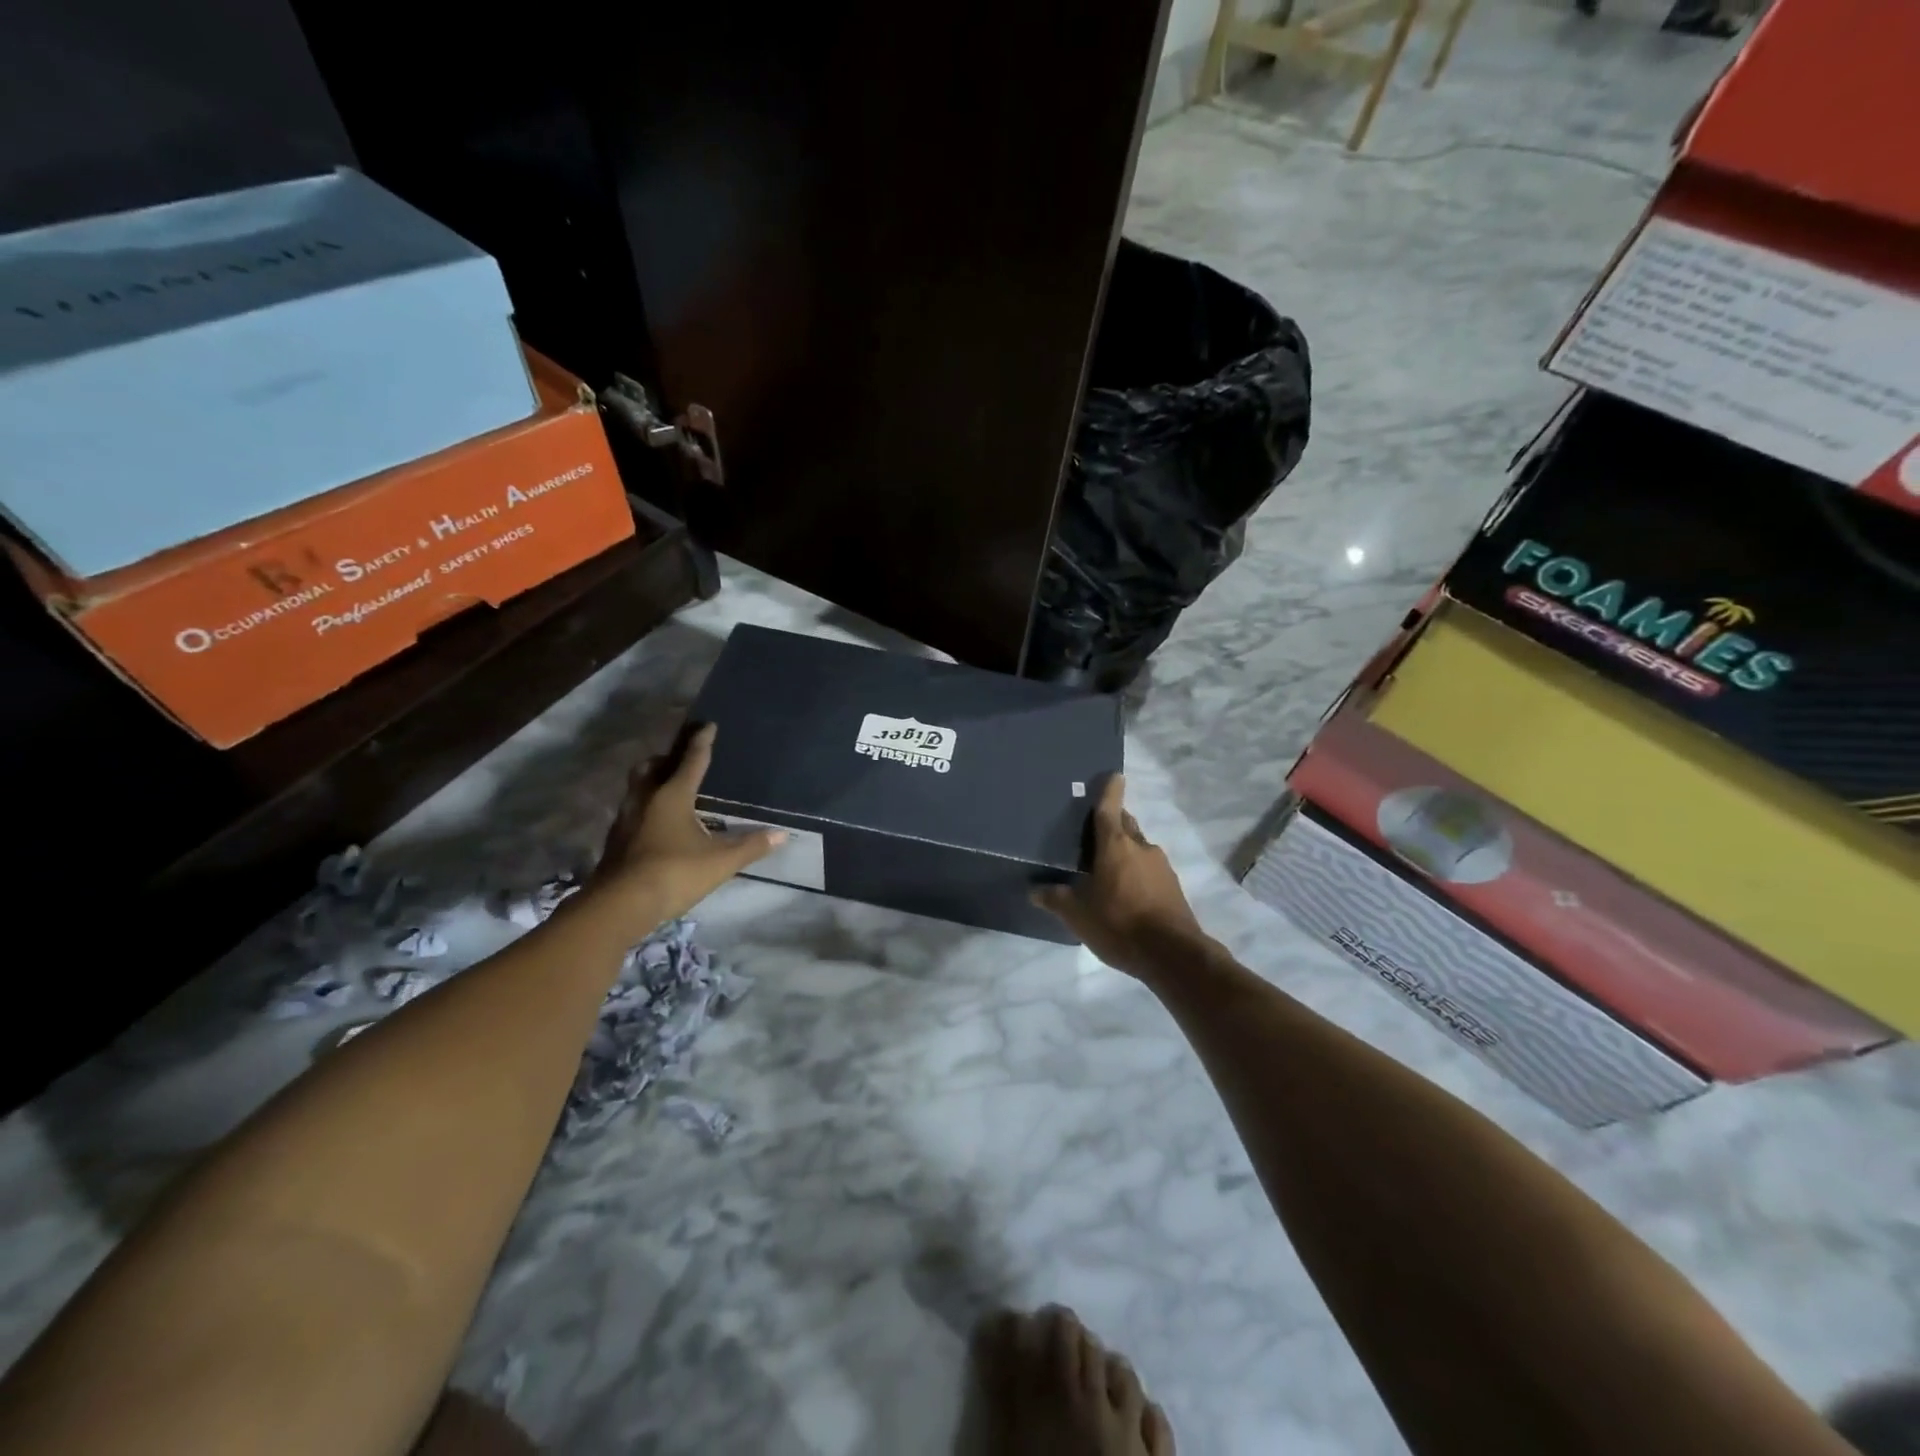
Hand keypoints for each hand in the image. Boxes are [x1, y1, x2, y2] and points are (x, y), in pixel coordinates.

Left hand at [589, 723, 783, 934]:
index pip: (691, 760)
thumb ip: (751, 846)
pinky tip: (658, 825)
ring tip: (670, 792)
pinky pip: (632, 811)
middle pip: (652, 767)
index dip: (702, 742)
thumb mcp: (720, 862)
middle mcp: (645, 798)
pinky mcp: (616, 840)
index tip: (708, 725)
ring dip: (653, 783)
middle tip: (681, 761)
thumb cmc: (674, 874)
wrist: (619, 905)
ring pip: (637, 788)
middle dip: (666, 759)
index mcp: (673, 795)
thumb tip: (782, 834)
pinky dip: (646, 808)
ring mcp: (626, 819)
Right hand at [1033, 775, 1210, 980]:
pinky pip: (1149, 869)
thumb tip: (1034, 890)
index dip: (1109, 790)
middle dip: (1112, 822)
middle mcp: (1141, 847)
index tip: (1113, 775)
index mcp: (1115, 845)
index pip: (1110, 808)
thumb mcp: (1077, 915)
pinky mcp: (1173, 886)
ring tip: (1105, 868)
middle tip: (1093, 831)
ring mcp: (1161, 866)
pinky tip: (1125, 892)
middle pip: (1125, 825)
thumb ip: (1055, 899)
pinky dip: (1136, 872)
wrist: (1173, 955)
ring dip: (1124, 851)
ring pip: (1138, 848)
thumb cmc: (1119, 924)